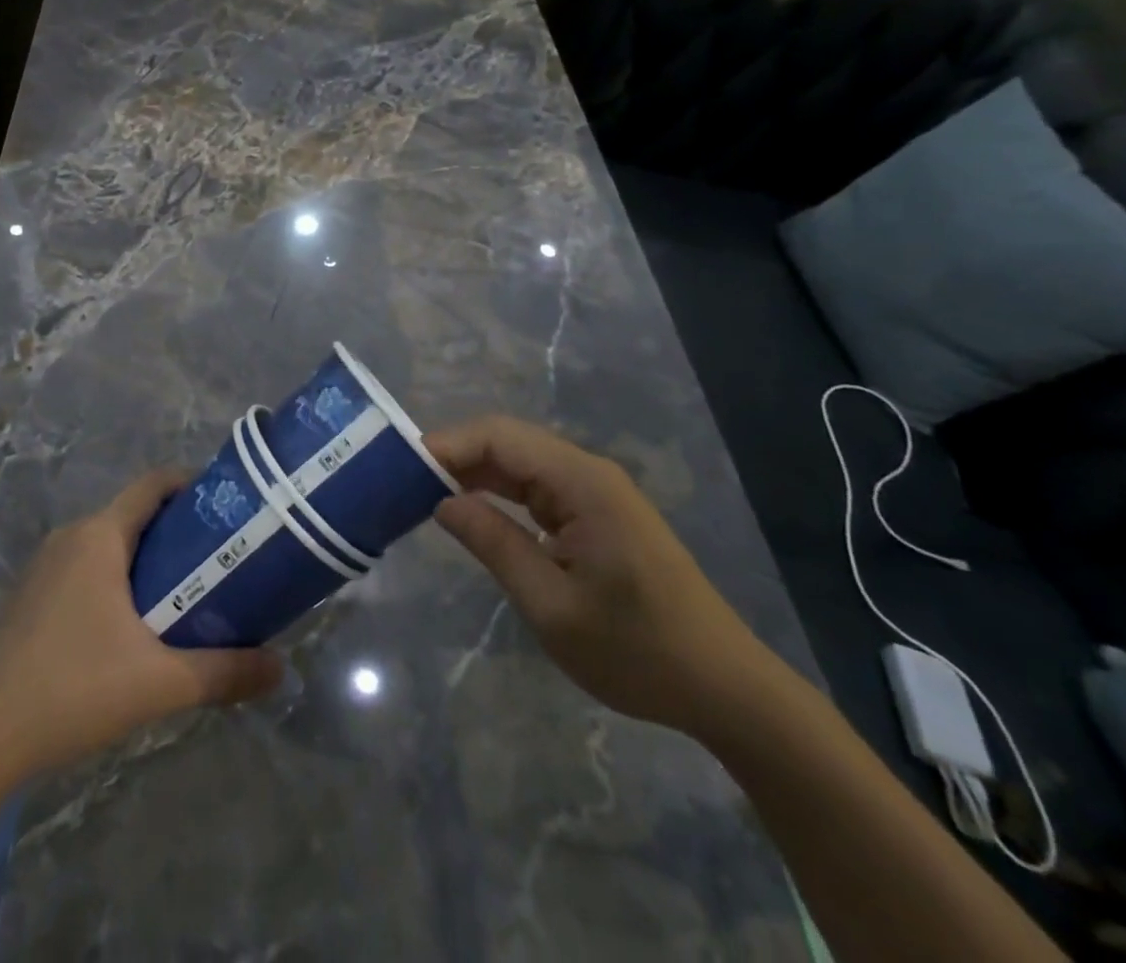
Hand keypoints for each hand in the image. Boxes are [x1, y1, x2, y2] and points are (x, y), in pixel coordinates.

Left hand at [0, 471, 283, 778]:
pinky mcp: (31, 597)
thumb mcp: (159, 683)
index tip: (229, 506)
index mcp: (99, 536)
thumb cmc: (72, 690)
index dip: (192, 484)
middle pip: (135, 515)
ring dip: (149, 559)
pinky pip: (87, 568)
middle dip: (179, 530)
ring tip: (190, 592)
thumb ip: (224, 673)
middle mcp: (71, 537)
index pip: (153, 485)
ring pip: (110, 545)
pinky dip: (119, 580)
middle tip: (222, 558)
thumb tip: (281, 669)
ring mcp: (45, 567)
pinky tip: (137, 626)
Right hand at [428, 415, 778, 734]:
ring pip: (519, 463)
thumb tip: (441, 502)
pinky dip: (498, 494)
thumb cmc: (638, 652)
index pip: (498, 437)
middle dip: (453, 456)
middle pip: (507, 442)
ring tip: (421, 494)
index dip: (446, 444)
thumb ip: (494, 544)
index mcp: (581, 482)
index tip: (399, 468)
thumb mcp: (552, 606)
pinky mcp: (596, 514)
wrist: (726, 689)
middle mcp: (587, 472)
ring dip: (473, 474)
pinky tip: (469, 511)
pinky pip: (536, 487)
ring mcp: (595, 492)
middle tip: (401, 483)